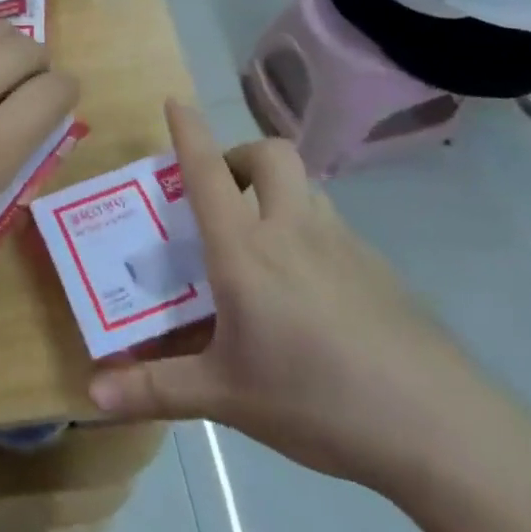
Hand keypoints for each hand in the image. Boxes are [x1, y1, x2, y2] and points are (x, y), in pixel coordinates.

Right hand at [88, 103, 493, 491]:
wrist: (441, 430)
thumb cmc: (317, 400)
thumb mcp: (225, 397)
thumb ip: (154, 389)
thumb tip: (89, 395)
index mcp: (246, 251)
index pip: (208, 173)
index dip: (189, 132)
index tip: (175, 100)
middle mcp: (294, 232)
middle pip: (271, 154)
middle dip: (241, 154)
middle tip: (223, 194)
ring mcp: (345, 246)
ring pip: (306, 188)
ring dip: (277, 191)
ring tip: (261, 242)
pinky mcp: (381, 271)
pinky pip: (334, 228)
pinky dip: (309, 233)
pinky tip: (310, 293)